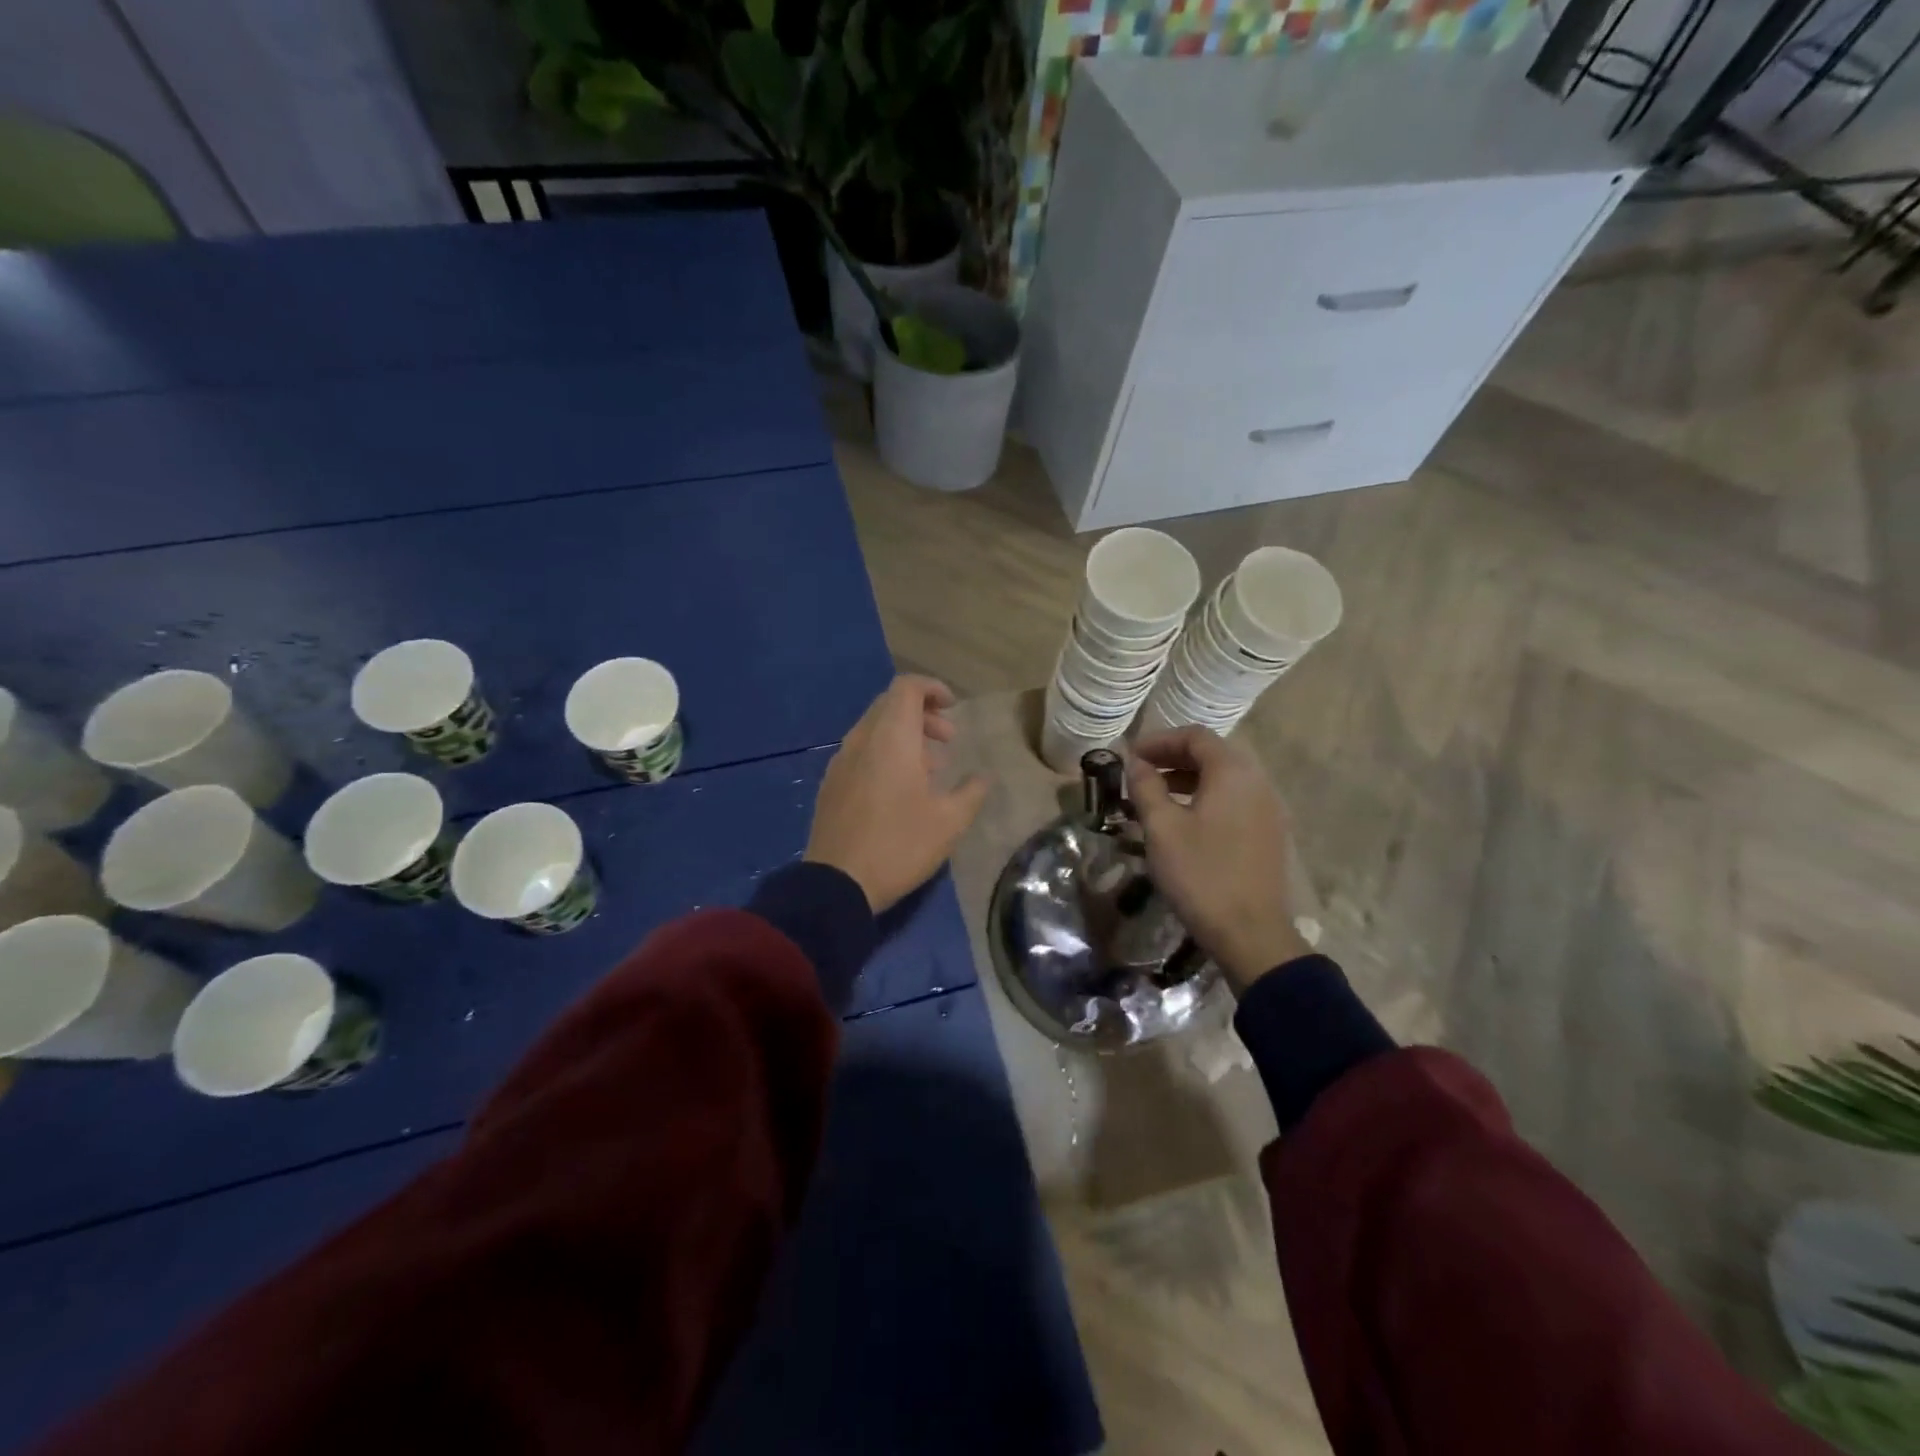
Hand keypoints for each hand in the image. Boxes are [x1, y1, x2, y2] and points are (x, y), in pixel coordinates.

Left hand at [805, 676, 989, 913]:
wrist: (837, 885)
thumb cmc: (899, 845)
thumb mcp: (949, 822)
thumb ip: (971, 792)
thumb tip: (984, 776)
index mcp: (890, 738)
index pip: (907, 688)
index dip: (932, 689)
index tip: (953, 708)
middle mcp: (861, 740)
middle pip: (890, 705)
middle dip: (922, 714)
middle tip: (948, 741)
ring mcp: (840, 762)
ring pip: (874, 729)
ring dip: (904, 737)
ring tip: (929, 769)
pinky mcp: (830, 784)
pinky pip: (861, 752)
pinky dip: (884, 754)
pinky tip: (899, 790)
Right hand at [1128, 727, 1309, 994]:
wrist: (1250, 934)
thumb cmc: (1201, 874)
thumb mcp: (1162, 828)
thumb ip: (1146, 787)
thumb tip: (1137, 763)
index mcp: (1233, 773)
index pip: (1195, 736)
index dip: (1159, 740)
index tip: (1130, 756)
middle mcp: (1257, 782)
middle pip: (1213, 754)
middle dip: (1173, 757)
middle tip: (1140, 773)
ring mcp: (1268, 809)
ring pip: (1224, 778)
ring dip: (1188, 779)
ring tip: (1155, 797)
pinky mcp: (1268, 833)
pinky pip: (1234, 800)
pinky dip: (1206, 798)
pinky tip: (1183, 821)